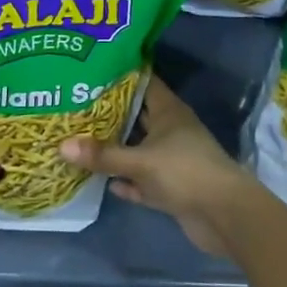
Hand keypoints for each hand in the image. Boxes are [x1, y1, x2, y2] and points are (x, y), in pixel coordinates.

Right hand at [59, 74, 261, 255]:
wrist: (226, 217)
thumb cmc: (185, 172)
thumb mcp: (140, 161)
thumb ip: (103, 155)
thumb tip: (61, 146)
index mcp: (168, 111)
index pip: (143, 83)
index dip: (120, 75)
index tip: (92, 68)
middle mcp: (170, 131)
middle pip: (136, 117)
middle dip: (110, 113)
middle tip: (76, 104)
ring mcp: (172, 161)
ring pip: (138, 150)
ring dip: (116, 150)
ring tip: (80, 140)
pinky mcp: (172, 189)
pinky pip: (142, 181)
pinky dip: (126, 182)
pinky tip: (104, 182)